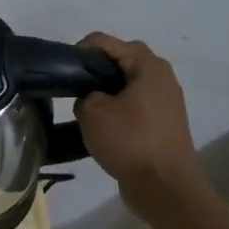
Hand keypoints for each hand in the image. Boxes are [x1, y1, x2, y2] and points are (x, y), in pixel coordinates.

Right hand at [74, 34, 201, 210]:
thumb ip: (84, 93)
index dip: (79, 50)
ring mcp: (166, 101)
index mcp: (148, 66)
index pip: (105, 41)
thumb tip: (90, 97)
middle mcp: (162, 77)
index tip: (63, 71)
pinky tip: (102, 125)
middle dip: (95, 68)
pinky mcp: (163, 123)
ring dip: (106, 89)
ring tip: (83, 106)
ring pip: (128, 83)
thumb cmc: (130, 141)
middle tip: (73, 85)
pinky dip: (117, 107)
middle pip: (121, 59)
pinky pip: (135, 104)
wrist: (165, 187)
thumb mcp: (92, 111)